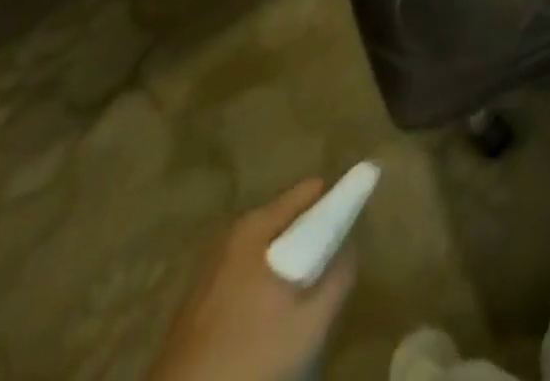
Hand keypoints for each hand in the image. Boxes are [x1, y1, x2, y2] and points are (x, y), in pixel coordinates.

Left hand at [147, 178, 356, 380]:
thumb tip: (350, 247)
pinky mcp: (196, 300)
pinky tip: (267, 324)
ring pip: (264, 251)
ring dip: (284, 267)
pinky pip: (243, 276)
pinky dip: (261, 287)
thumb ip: (338, 278)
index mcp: (256, 226)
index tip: (353, 224)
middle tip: (327, 272)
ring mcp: (209, 268)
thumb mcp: (310, 323)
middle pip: (286, 221)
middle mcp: (231, 235)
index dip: (336, 202)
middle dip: (309, 239)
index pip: (310, 192)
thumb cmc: (248, 358)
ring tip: (300, 302)